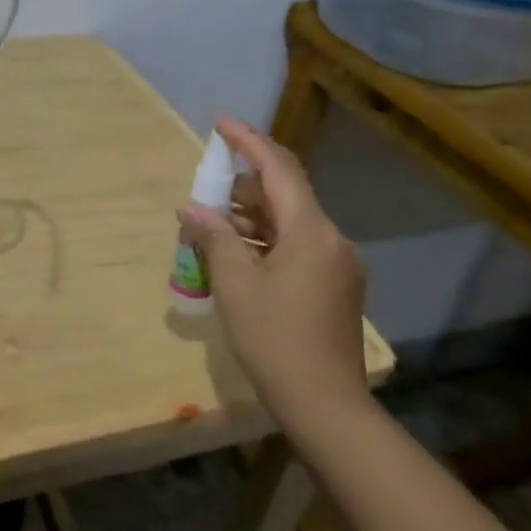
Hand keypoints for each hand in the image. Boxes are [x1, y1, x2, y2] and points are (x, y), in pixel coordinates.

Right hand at [176, 116, 371, 426]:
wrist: (327, 407)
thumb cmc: (275, 340)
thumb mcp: (235, 285)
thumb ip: (214, 238)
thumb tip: (192, 209)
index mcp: (311, 231)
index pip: (278, 169)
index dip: (249, 141)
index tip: (221, 123)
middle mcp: (332, 239)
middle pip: (286, 193)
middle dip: (243, 186)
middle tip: (205, 190)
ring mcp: (338, 264)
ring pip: (291, 222)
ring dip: (252, 217)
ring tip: (211, 226)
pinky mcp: (336, 286)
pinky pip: (298, 246)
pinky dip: (267, 241)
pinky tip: (238, 255)